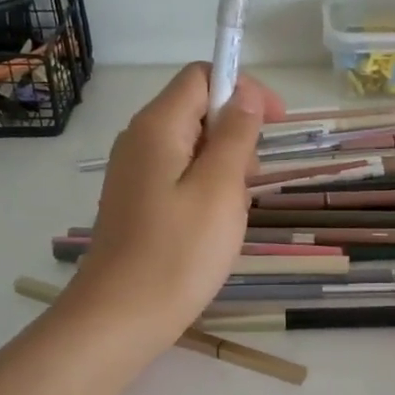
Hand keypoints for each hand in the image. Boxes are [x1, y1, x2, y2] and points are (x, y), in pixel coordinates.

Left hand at [65, 64, 284, 351]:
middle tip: (252, 182)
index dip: (243, 89)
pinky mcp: (137, 201)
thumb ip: (235, 135)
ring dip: (225, 168)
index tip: (275, 124)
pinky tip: (214, 228)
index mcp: (158, 126)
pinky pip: (180, 177)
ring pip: (193, 148)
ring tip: (234, 214)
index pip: (202, 76)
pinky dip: (206, 190)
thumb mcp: (220, 189)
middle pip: (197, 110)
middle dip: (236, 135)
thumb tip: (245, 94)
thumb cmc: (178, 253)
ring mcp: (135, 173)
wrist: (119, 318)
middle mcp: (140, 140)